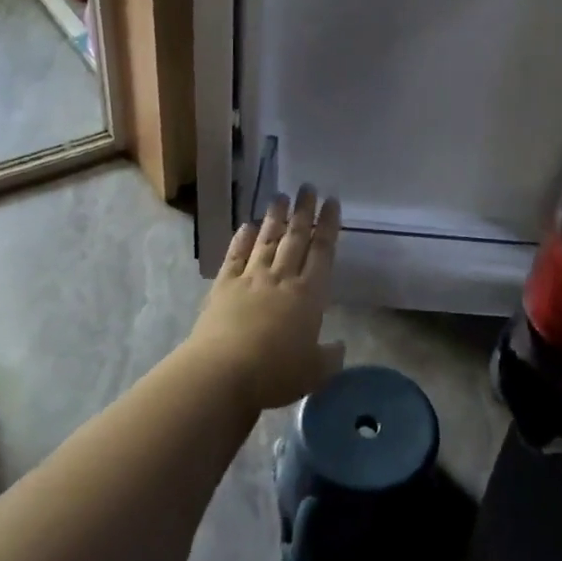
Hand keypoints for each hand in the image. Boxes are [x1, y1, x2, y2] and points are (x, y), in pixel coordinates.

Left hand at [187, 185, 344, 411]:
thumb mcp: (315, 372)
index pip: (323, 251)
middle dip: (303, 211)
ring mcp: (250, 279)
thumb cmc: (276, 373)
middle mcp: (282, 278)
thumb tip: (339, 347)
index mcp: (309, 294)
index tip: (331, 202)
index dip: (329, 225)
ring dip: (275, 217)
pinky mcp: (223, 287)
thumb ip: (330, 357)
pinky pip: (235, 256)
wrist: (222, 373)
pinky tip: (246, 226)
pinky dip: (242, 239)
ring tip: (280, 196)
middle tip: (307, 187)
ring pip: (266, 240)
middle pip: (296, 237)